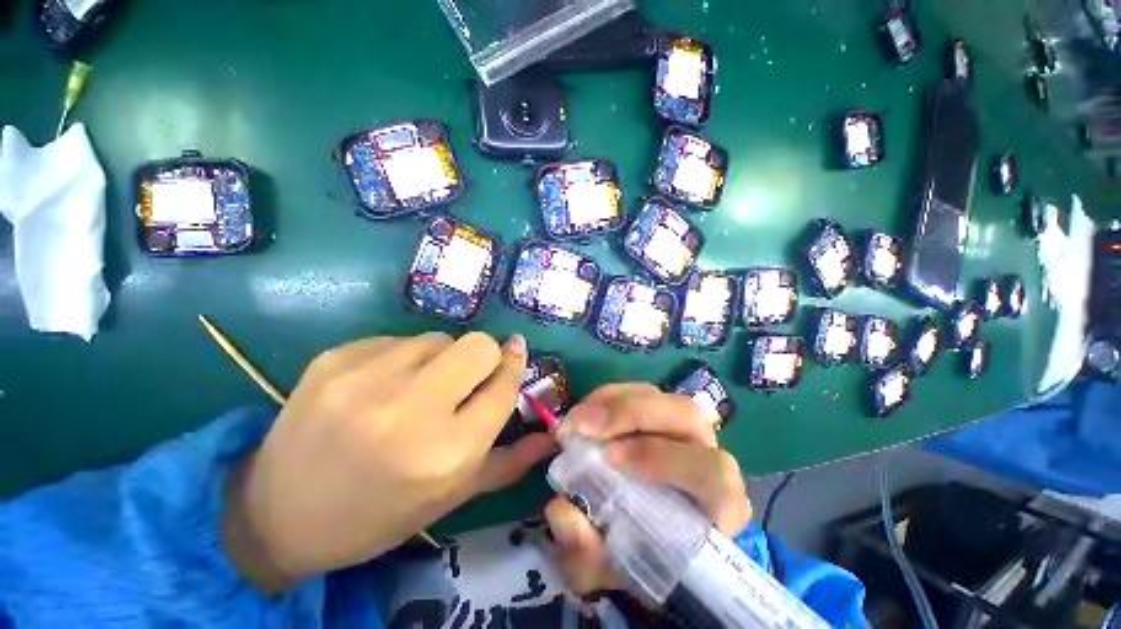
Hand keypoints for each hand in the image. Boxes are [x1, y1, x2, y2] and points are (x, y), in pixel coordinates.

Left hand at [223, 332, 556, 592]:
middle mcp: (410, 411)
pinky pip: (397, 339)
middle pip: (477, 345)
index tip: (516, 354)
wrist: (278, 515)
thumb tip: (550, 436)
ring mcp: (366, 379)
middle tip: (466, 377)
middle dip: (484, 356)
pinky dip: (402, 358)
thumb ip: (508, 461)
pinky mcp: (334, 359)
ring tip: (417, 388)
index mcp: (446, 453)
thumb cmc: (379, 514)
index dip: (514, 366)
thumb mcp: (451, 497)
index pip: (503, 385)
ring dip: (441, 358)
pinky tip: (380, 386)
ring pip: (438, 338)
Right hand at [545, 384, 751, 595]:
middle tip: (582, 426)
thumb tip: (561, 511)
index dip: (660, 458)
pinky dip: (606, 398)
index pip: (711, 471)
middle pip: (686, 415)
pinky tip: (584, 414)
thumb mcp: (608, 566)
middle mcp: (708, 455)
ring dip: (612, 402)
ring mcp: (683, 428)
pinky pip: (636, 392)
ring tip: (576, 420)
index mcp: (718, 504)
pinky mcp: (659, 413)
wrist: (643, 535)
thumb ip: (587, 552)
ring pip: (658, 397)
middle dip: (630, 414)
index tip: (607, 458)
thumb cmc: (637, 555)